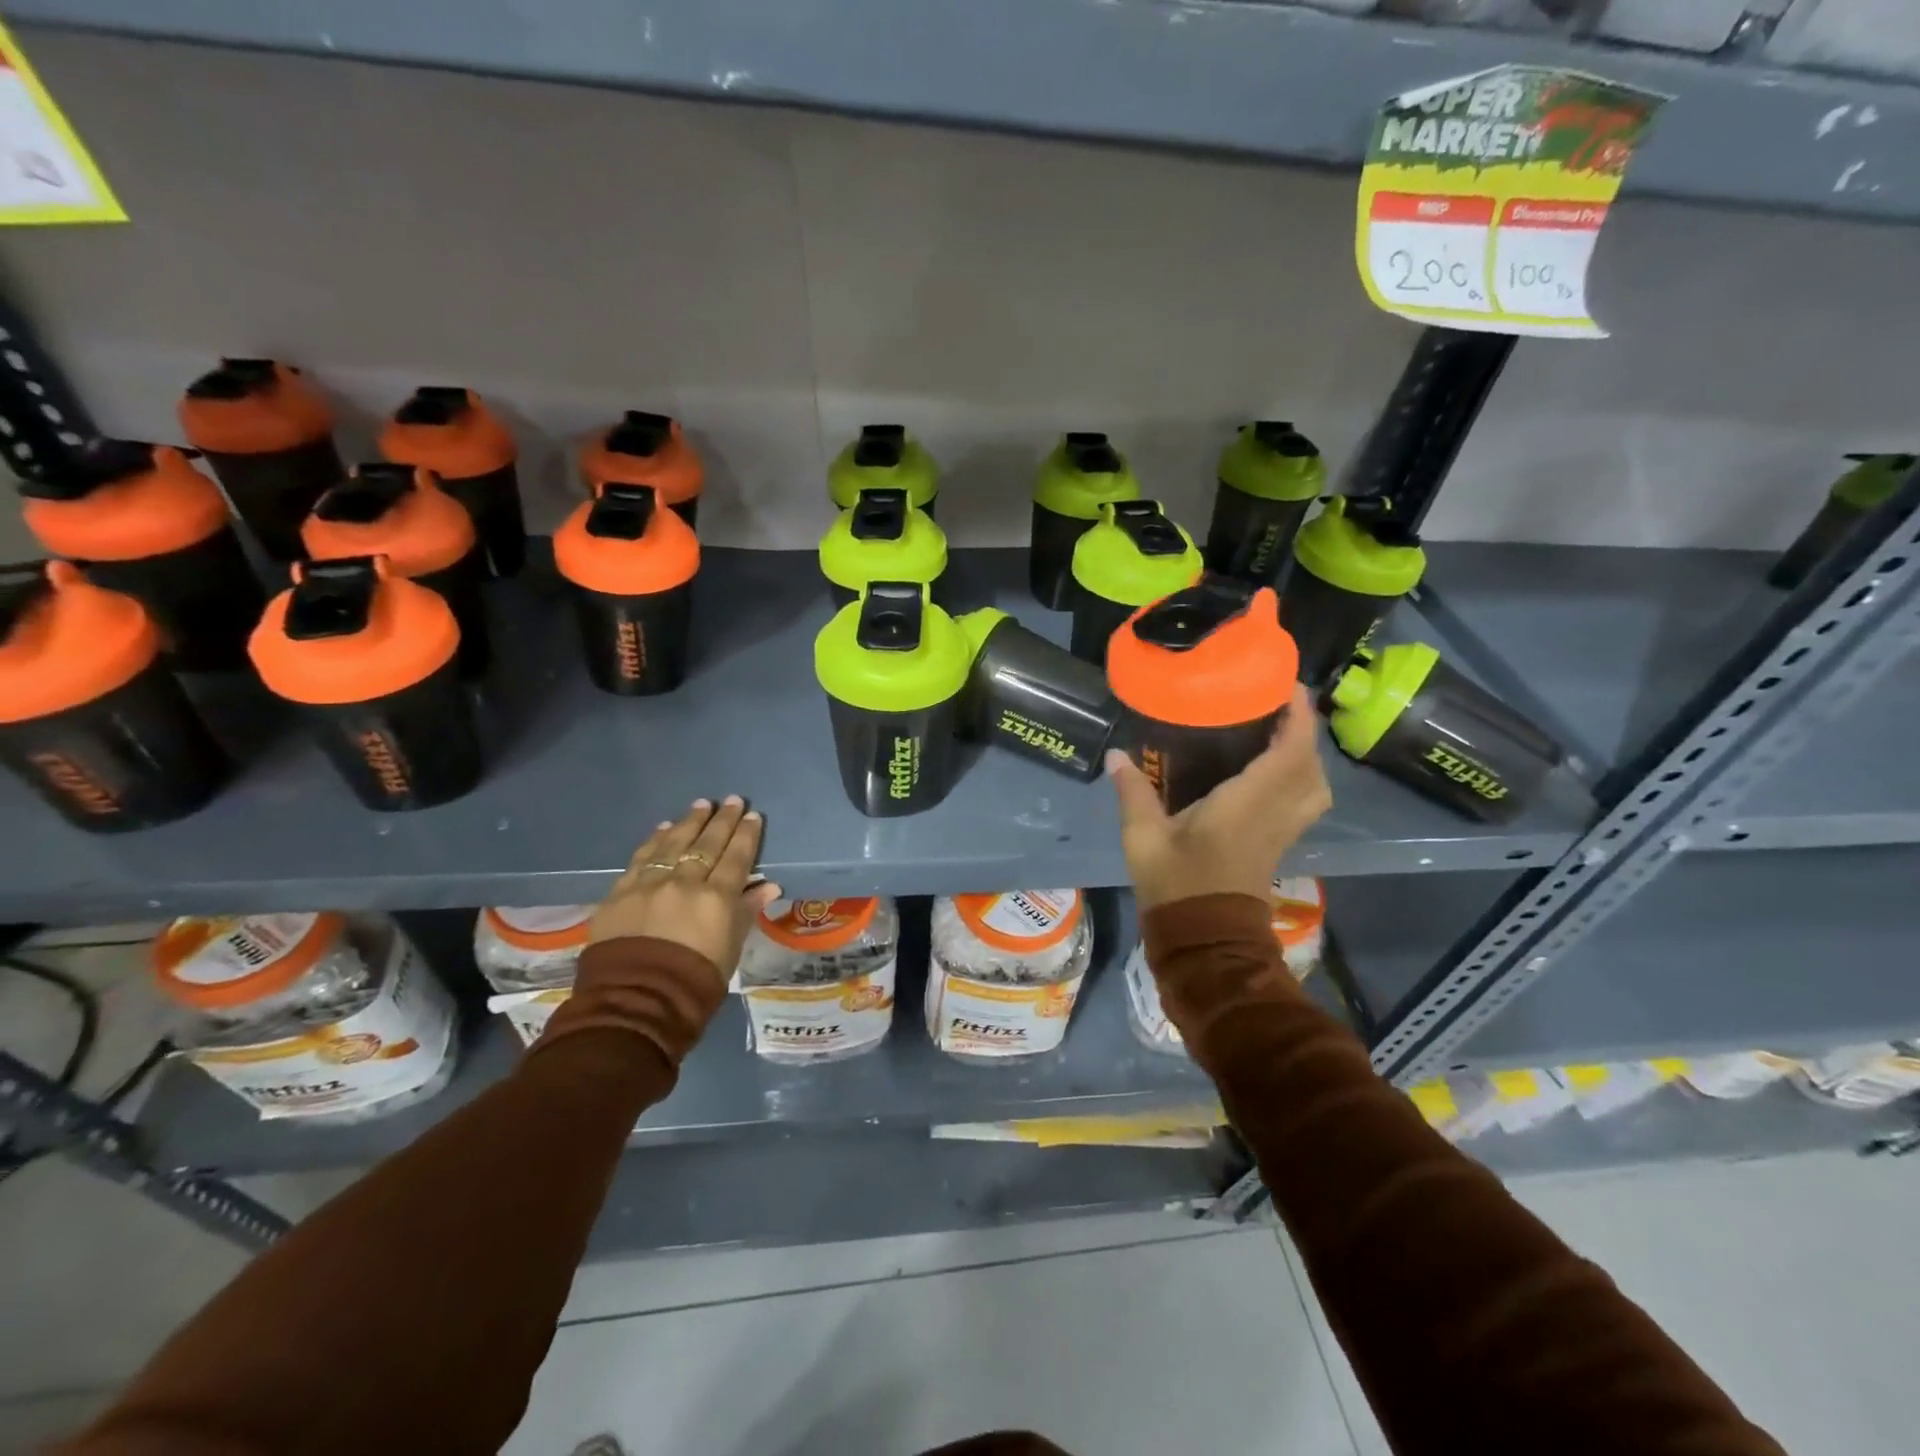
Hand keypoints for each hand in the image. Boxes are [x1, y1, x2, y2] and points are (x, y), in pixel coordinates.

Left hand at [588, 797, 781, 982]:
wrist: (636, 1002)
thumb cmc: (695, 981)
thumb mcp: (731, 948)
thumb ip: (746, 911)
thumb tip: (768, 886)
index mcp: (717, 898)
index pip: (736, 857)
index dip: (746, 836)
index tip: (753, 816)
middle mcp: (685, 882)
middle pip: (707, 844)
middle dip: (722, 820)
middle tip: (733, 800)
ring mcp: (650, 884)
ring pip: (674, 844)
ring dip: (690, 822)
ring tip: (702, 805)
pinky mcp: (621, 892)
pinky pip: (642, 858)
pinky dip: (655, 840)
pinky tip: (664, 827)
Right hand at [1107, 686, 1331, 909]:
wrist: (1204, 940)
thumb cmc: (1176, 885)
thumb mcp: (1144, 838)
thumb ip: (1134, 792)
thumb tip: (1116, 754)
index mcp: (1246, 805)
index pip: (1288, 754)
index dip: (1297, 718)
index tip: (1287, 686)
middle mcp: (1274, 814)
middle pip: (1310, 765)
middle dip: (1303, 729)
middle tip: (1278, 703)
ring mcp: (1282, 831)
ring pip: (1316, 785)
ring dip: (1306, 754)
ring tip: (1279, 733)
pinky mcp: (1279, 843)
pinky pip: (1306, 802)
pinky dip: (1302, 777)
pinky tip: (1274, 770)